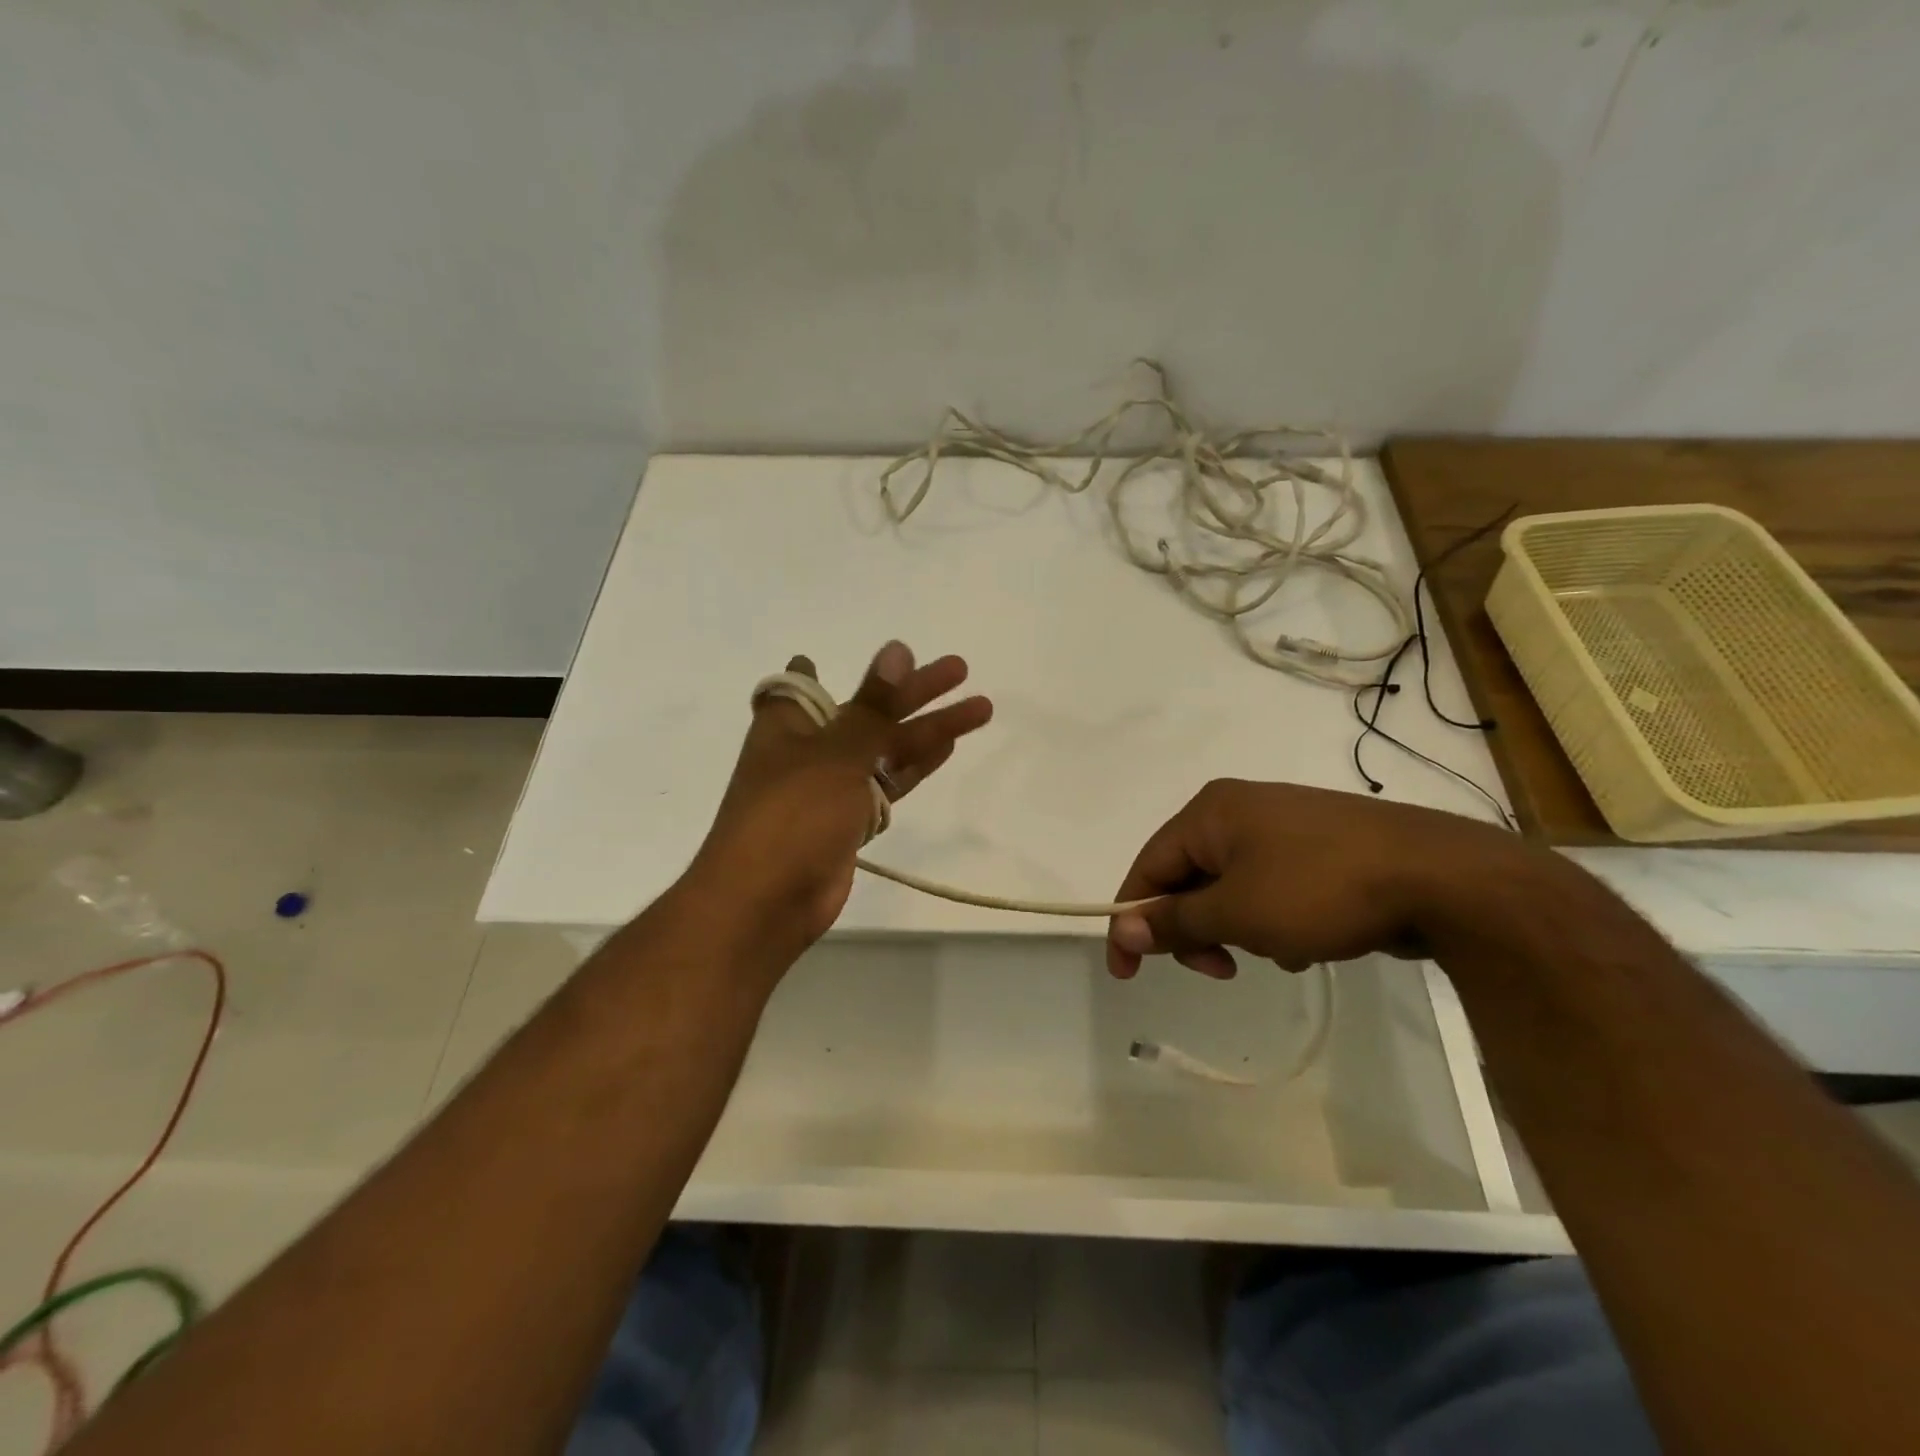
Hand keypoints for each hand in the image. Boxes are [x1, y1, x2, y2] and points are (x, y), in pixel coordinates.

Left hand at [690, 641, 992, 955]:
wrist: (766, 902)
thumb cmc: (791, 815)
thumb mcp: (835, 752)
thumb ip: (872, 706)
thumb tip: (896, 650)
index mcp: (788, 725)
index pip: (799, 686)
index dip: (818, 670)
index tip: (832, 662)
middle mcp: (808, 751)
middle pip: (867, 712)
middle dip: (914, 692)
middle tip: (961, 669)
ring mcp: (830, 789)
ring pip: (885, 749)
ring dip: (928, 729)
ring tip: (980, 708)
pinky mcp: (848, 823)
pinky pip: (886, 785)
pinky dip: (913, 767)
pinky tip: (947, 747)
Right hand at [1105, 779, 1525, 979]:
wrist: (1442, 877)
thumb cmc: (1320, 889)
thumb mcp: (1237, 912)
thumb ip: (1176, 920)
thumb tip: (1124, 926)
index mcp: (1210, 812)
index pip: (1147, 865)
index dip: (1131, 919)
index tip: (1127, 973)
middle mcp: (1239, 809)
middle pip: (1189, 877)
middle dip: (1198, 929)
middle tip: (1221, 971)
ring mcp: (1283, 826)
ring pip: (1232, 888)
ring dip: (1240, 928)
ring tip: (1280, 952)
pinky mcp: (1319, 847)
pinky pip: (1270, 887)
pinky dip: (1274, 919)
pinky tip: (1309, 944)